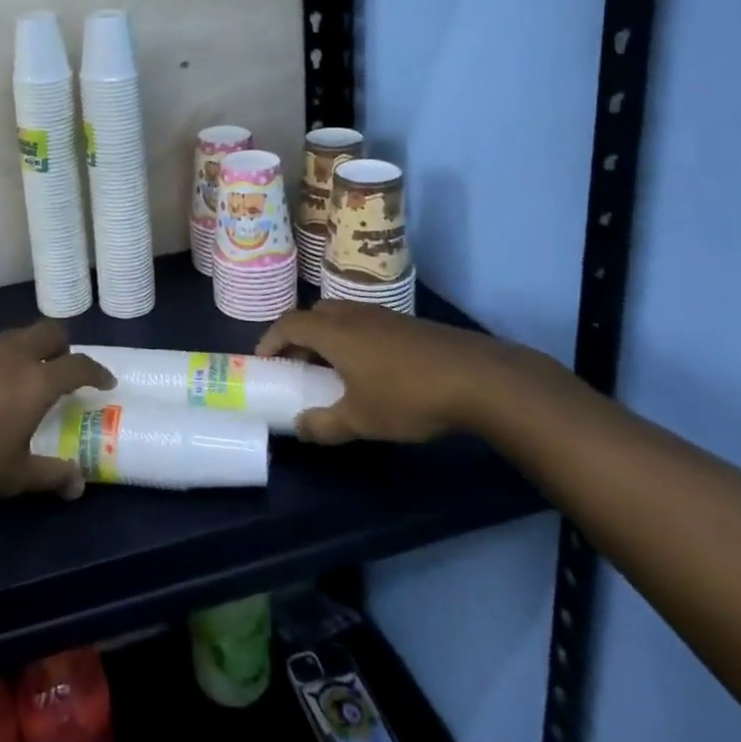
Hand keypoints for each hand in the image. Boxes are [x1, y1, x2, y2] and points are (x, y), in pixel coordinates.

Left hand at [0, 321, 116, 507]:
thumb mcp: (14, 477)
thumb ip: (52, 475)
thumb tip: (78, 484)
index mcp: (35, 382)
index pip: (78, 365)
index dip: (97, 371)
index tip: (105, 382)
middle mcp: (11, 356)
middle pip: (48, 332)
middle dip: (64, 346)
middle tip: (63, 370)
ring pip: (14, 336)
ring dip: (28, 350)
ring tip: (22, 379)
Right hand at [256, 300, 511, 444]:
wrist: (477, 378)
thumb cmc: (408, 395)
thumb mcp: (361, 420)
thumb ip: (324, 424)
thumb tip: (299, 427)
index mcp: (333, 332)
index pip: (289, 325)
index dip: (270, 340)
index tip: (262, 361)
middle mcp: (353, 315)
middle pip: (314, 314)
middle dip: (299, 337)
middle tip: (297, 366)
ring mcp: (382, 315)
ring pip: (341, 316)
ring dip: (327, 337)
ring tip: (332, 369)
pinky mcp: (407, 323)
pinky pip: (365, 323)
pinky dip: (353, 339)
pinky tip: (371, 369)